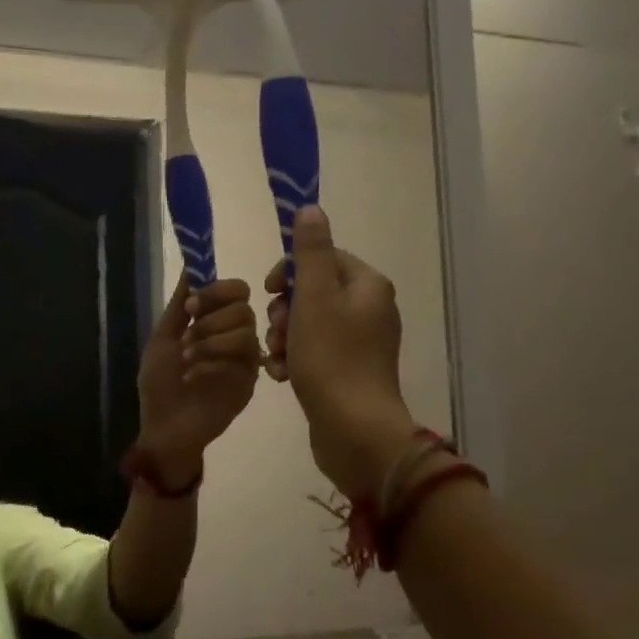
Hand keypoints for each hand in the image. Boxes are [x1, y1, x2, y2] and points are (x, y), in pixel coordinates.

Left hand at [136, 276, 261, 484]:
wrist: (164, 429)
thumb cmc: (160, 385)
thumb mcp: (163, 338)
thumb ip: (180, 305)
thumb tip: (191, 267)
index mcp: (215, 322)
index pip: (236, 291)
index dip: (217, 290)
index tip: (192, 305)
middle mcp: (234, 337)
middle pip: (244, 307)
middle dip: (212, 318)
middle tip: (188, 337)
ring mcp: (244, 360)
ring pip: (246, 330)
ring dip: (211, 339)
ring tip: (187, 358)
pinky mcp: (249, 382)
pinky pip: (244, 358)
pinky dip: (213, 361)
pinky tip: (193, 376)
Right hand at [264, 207, 420, 499]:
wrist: (354, 430)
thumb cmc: (331, 358)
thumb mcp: (314, 298)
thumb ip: (309, 252)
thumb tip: (310, 208)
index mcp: (367, 285)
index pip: (322, 256)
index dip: (289, 270)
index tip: (269, 291)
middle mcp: (370, 309)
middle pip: (312, 290)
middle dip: (284, 310)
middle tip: (276, 332)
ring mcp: (360, 343)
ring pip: (308, 323)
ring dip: (283, 337)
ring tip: (277, 359)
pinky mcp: (348, 371)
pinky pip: (313, 351)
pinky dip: (294, 358)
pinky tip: (282, 375)